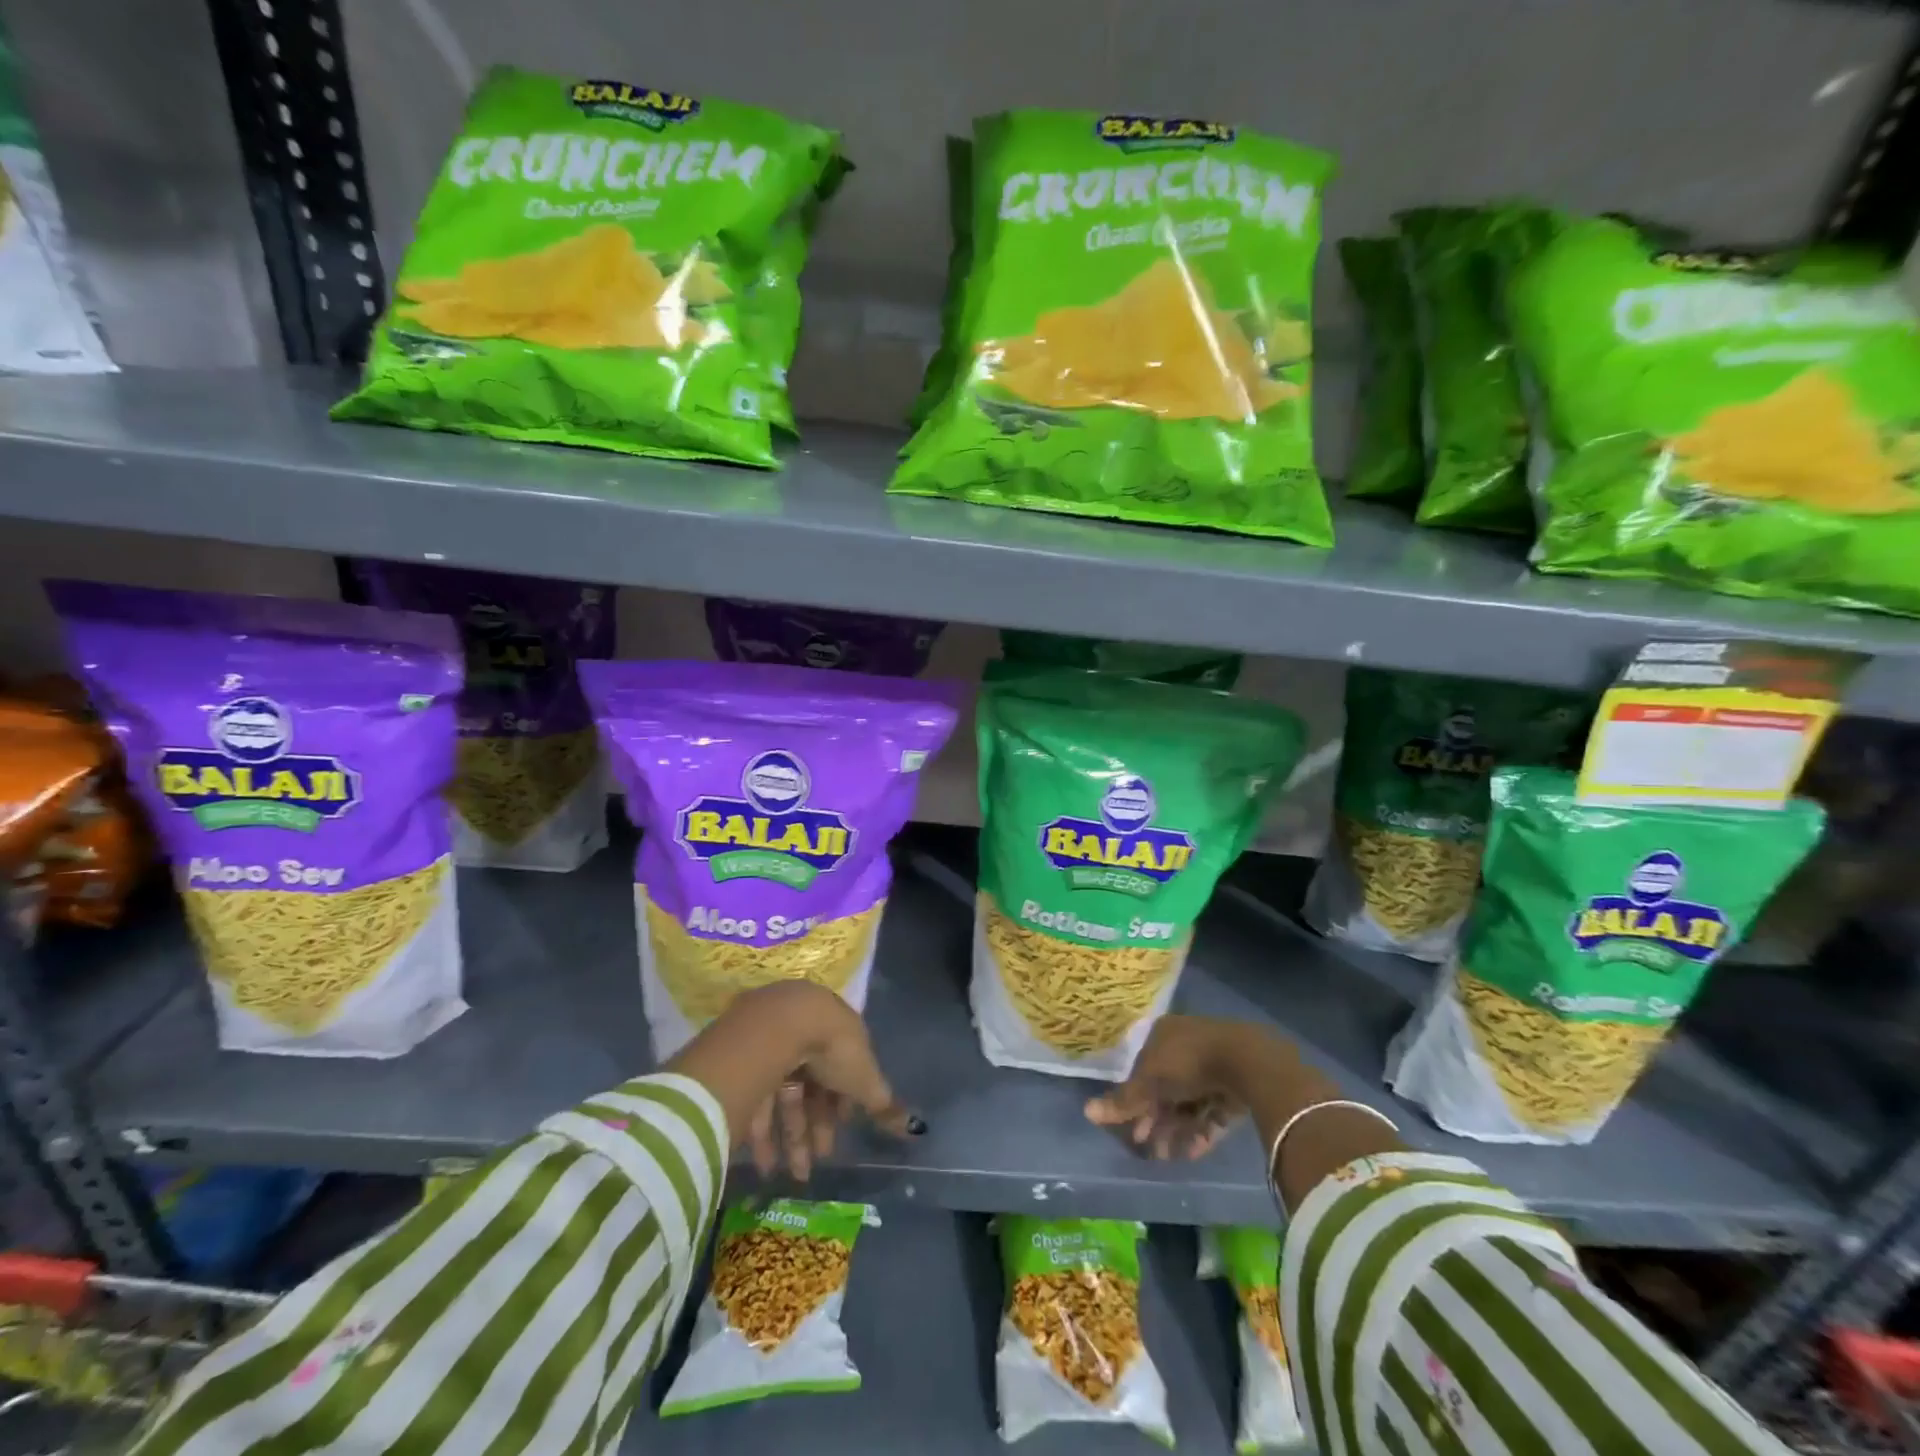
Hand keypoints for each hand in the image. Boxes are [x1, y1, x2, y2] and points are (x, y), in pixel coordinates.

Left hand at [726, 983, 920, 1180]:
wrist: (781, 1025)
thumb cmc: (833, 1048)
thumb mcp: (865, 1079)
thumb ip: (882, 1104)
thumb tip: (913, 1127)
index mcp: (837, 1032)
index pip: (842, 1069)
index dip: (843, 1102)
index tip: (844, 1130)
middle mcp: (805, 1035)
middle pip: (812, 1086)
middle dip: (816, 1127)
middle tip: (818, 1162)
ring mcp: (774, 1045)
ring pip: (784, 1096)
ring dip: (791, 1137)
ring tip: (793, 1174)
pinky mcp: (745, 1060)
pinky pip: (758, 1100)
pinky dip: (762, 1133)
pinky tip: (765, 1163)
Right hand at [1084, 1015, 1273, 1159]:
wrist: (1246, 1061)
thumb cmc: (1188, 1062)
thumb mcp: (1150, 1082)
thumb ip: (1123, 1100)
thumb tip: (1086, 1111)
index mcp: (1163, 1035)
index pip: (1143, 1070)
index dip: (1136, 1101)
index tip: (1132, 1130)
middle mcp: (1186, 1046)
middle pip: (1166, 1088)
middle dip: (1157, 1120)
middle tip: (1150, 1149)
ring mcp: (1214, 1065)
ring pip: (1189, 1102)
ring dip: (1178, 1130)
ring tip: (1170, 1158)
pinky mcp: (1236, 1086)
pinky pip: (1213, 1110)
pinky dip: (1202, 1130)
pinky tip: (1194, 1152)